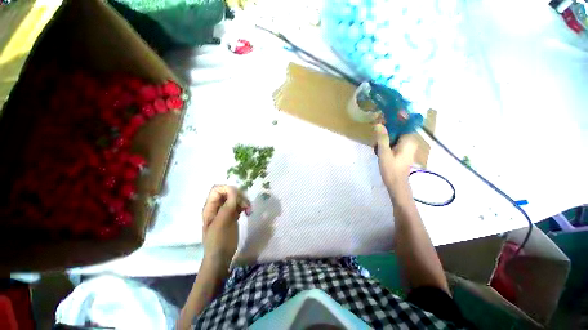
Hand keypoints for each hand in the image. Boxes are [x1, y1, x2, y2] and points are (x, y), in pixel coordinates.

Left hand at [202, 185, 250, 264]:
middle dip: (239, 196)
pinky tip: (247, 213)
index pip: (217, 189)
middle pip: (229, 193)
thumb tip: (233, 189)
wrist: (221, 257)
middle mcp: (217, 207)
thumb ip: (227, 205)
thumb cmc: (219, 241)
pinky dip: (244, 207)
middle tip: (246, 205)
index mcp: (210, 207)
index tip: (238, 196)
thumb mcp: (222, 222)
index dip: (227, 189)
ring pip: (236, 199)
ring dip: (244, 202)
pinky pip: (239, 206)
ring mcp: (225, 211)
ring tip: (249, 211)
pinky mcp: (232, 216)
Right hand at [374, 123, 417, 191]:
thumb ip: (382, 138)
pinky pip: (394, 142)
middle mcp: (410, 141)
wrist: (397, 184)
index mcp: (409, 140)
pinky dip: (387, 143)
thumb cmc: (391, 168)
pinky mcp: (403, 152)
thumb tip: (378, 124)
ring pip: (395, 136)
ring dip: (385, 138)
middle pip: (398, 129)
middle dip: (386, 130)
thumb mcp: (384, 152)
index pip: (404, 122)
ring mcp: (407, 147)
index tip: (383, 116)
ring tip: (376, 146)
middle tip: (376, 135)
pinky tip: (379, 150)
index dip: (395, 117)